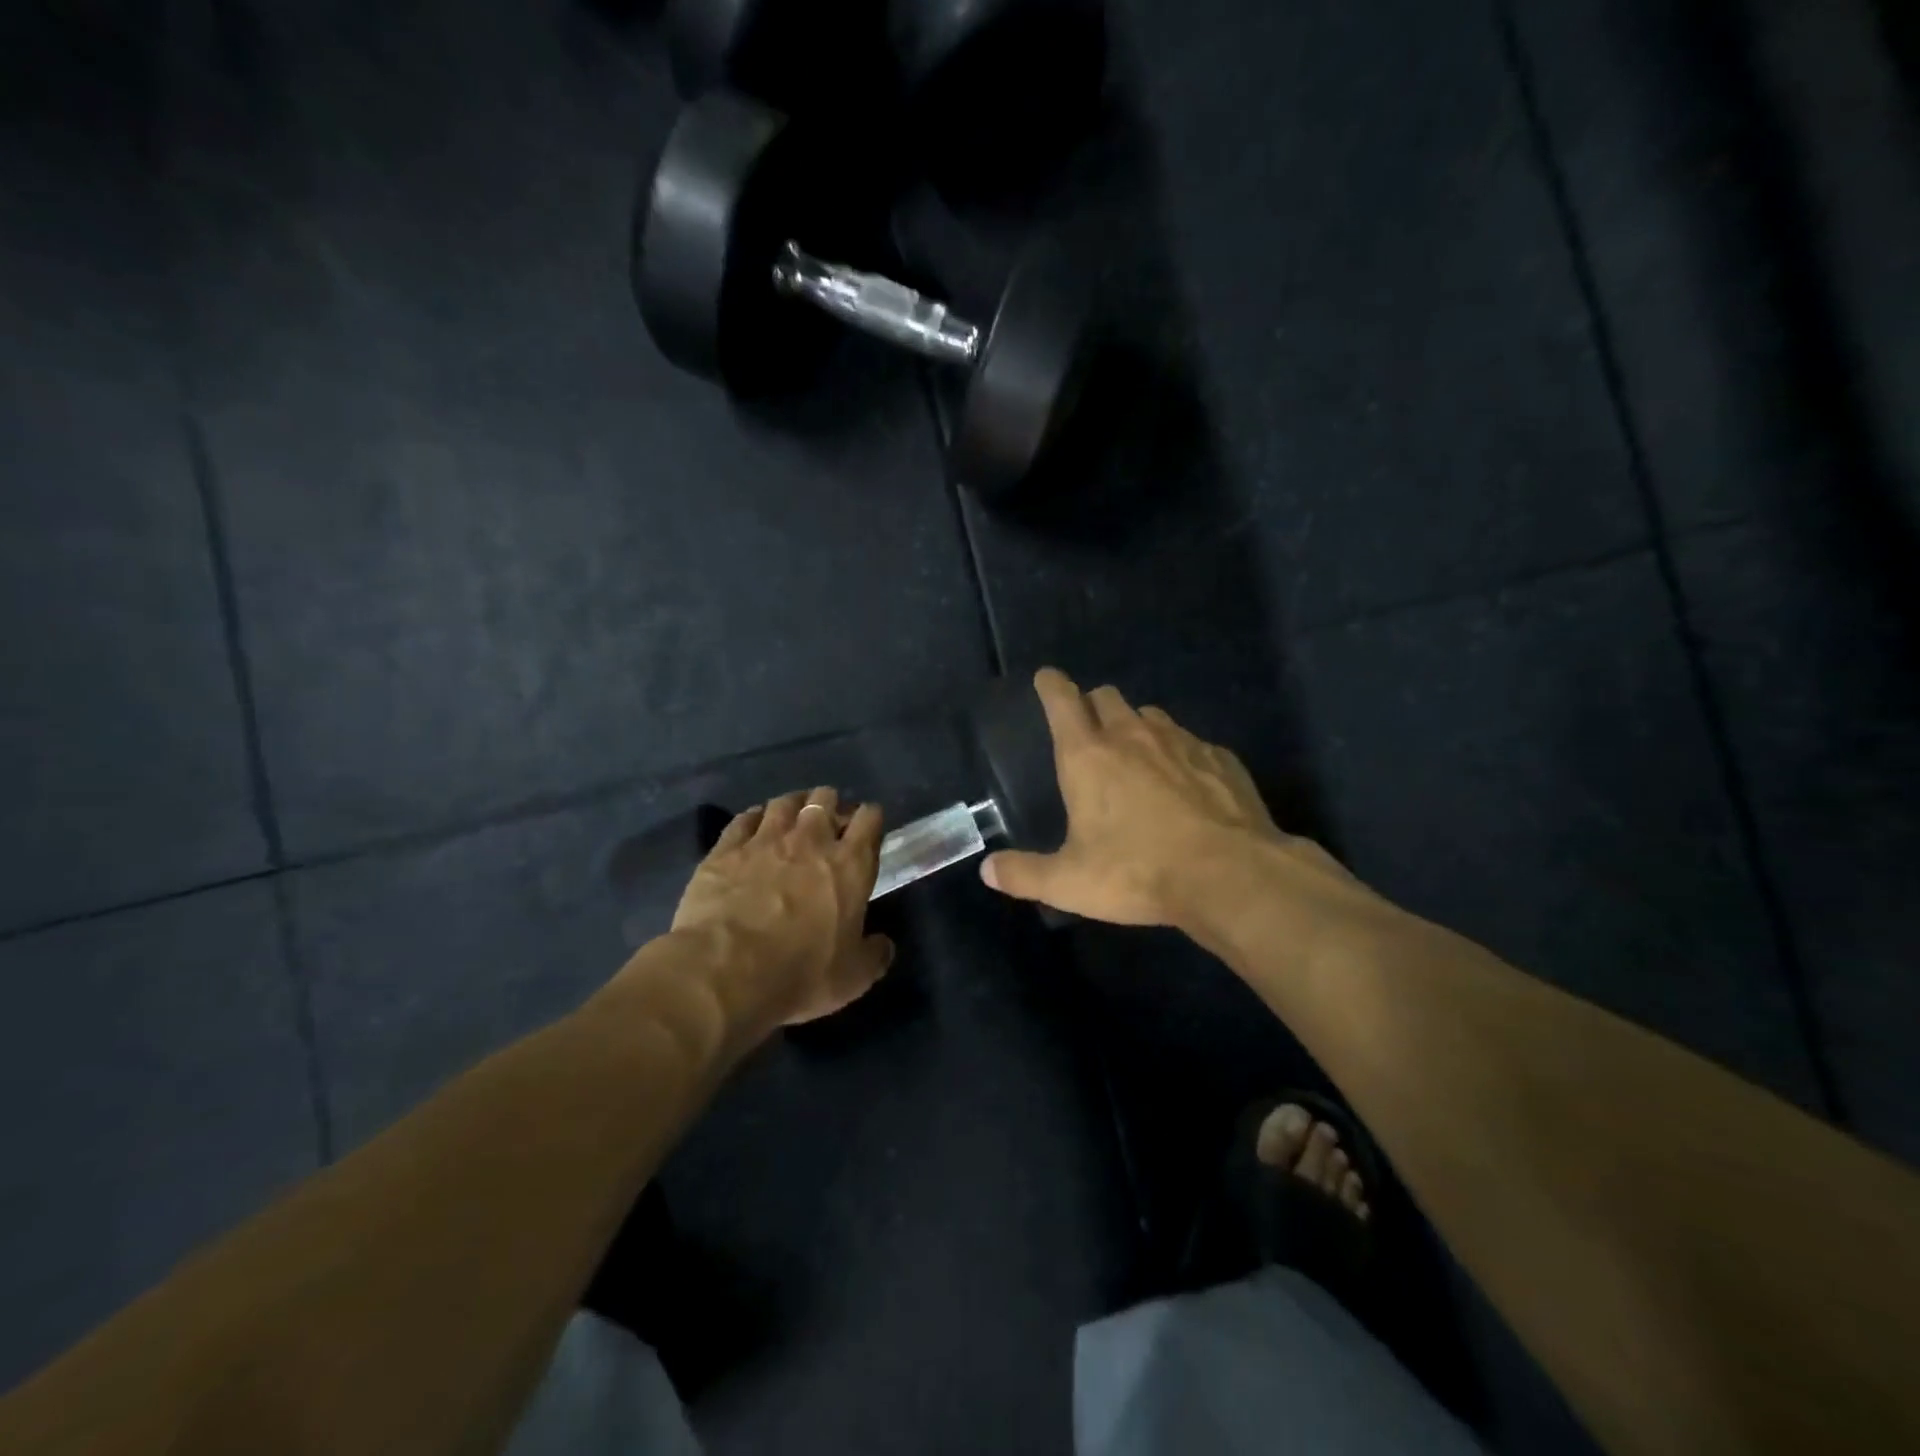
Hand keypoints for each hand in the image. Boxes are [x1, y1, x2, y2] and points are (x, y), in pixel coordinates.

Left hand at [670, 788, 893, 1026]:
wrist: (725, 972)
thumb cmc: (799, 974)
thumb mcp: (852, 978)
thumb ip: (874, 955)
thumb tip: (883, 945)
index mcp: (849, 865)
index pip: (868, 819)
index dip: (870, 818)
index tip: (866, 829)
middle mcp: (810, 840)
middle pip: (824, 800)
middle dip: (830, 805)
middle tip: (827, 824)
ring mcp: (765, 839)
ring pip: (784, 802)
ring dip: (793, 806)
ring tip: (792, 819)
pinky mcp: (726, 849)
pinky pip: (744, 818)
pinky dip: (754, 818)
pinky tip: (753, 827)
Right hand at [979, 669, 1341, 928]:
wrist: (1230, 875)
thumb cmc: (1138, 872)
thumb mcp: (1070, 883)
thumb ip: (1025, 874)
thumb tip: (989, 870)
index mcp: (1088, 756)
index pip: (1062, 700)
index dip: (1051, 685)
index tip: (1047, 678)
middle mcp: (1132, 735)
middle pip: (1107, 696)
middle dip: (1093, 705)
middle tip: (1090, 731)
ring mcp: (1181, 741)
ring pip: (1151, 715)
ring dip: (1137, 727)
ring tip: (1138, 758)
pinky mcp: (1219, 758)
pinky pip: (1192, 742)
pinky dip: (1180, 754)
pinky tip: (1187, 785)